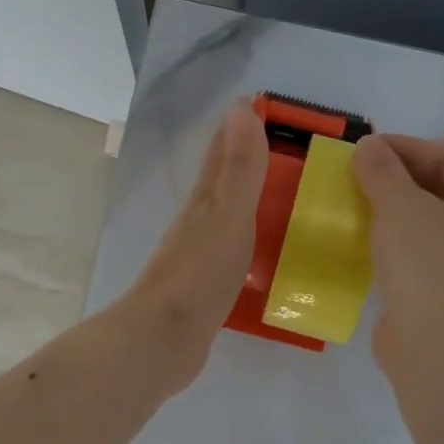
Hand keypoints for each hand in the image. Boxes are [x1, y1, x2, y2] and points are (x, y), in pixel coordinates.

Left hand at [112, 101, 266, 391]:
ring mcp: (199, 256)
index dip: (238, 127)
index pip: (222, 153)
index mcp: (205, 202)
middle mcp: (198, 222)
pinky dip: (249, 241)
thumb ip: (239, 167)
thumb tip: (240, 109)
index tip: (257, 103)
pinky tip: (263, 253)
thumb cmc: (200, 274)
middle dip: (243, 158)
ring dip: (248, 200)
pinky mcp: (206, 288)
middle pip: (221, 181)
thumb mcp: (228, 216)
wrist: (163, 339)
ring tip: (280, 196)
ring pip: (227, 216)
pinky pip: (233, 252)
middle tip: (278, 145)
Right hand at [352, 134, 443, 372]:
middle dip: (402, 182)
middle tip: (362, 177)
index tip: (366, 148)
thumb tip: (368, 147)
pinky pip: (431, 260)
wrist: (442, 349)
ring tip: (363, 208)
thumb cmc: (430, 263)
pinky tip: (373, 247)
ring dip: (401, 215)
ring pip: (438, 228)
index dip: (404, 148)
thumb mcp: (399, 205)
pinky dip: (404, 248)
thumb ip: (382, 171)